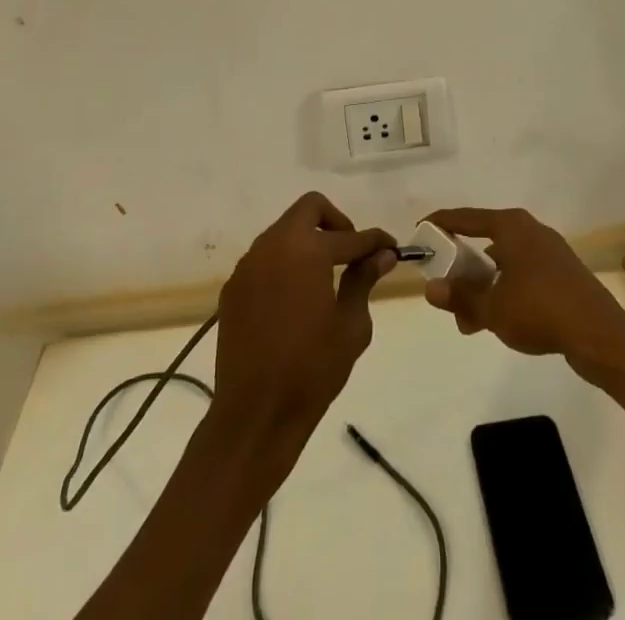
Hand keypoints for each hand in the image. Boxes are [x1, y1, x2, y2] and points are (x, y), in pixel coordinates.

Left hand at [210, 192, 395, 447]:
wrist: (254, 415)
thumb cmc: (312, 370)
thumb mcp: (351, 326)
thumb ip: (364, 280)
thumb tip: (381, 255)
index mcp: (307, 251)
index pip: (351, 236)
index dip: (375, 241)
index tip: (391, 248)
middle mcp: (274, 245)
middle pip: (309, 208)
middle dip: (336, 223)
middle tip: (351, 253)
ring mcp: (249, 265)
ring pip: (284, 231)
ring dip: (308, 241)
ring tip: (325, 276)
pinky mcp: (234, 288)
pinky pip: (265, 259)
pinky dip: (285, 264)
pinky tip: (296, 297)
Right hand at [421, 207, 624, 373]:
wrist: (600, 335)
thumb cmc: (540, 311)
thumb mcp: (493, 308)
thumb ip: (460, 297)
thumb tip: (430, 288)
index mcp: (511, 226)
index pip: (465, 218)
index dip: (441, 223)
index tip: (420, 231)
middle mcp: (529, 230)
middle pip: (484, 241)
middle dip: (462, 269)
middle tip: (445, 292)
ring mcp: (548, 251)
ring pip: (503, 263)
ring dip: (483, 287)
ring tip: (469, 321)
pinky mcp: (561, 273)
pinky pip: (521, 274)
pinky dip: (504, 291)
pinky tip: (498, 320)